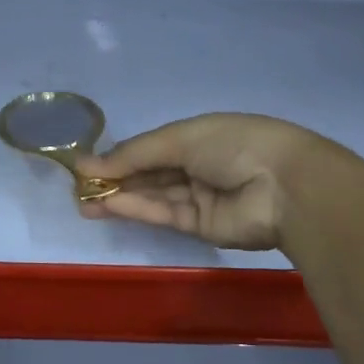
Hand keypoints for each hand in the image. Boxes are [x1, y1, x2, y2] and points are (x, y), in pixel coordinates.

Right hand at [75, 113, 356, 250]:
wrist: (285, 186)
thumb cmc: (235, 145)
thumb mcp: (180, 138)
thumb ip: (134, 154)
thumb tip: (87, 163)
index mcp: (200, 136)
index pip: (153, 146)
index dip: (121, 154)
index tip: (88, 162)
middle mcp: (199, 165)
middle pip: (150, 173)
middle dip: (115, 178)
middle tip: (78, 185)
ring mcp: (200, 197)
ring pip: (152, 196)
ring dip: (118, 197)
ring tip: (83, 200)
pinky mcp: (200, 226)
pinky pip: (163, 214)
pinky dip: (135, 209)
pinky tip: (107, 205)